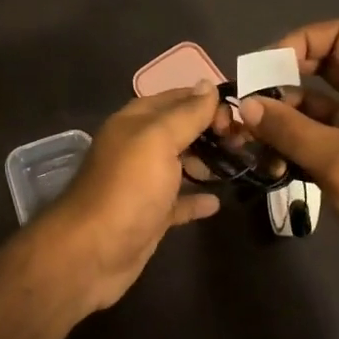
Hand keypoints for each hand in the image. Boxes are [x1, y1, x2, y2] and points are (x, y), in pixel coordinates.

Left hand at [46, 83, 223, 309]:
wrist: (92, 253)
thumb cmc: (128, 189)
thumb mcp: (158, 141)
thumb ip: (185, 113)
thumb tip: (207, 85)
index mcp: (136, 122)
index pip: (177, 99)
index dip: (207, 102)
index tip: (241, 115)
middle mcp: (138, 147)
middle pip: (181, 131)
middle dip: (212, 132)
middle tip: (246, 142)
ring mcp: (144, 183)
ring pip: (181, 165)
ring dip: (208, 163)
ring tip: (241, 166)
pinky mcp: (150, 215)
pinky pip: (178, 201)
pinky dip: (196, 199)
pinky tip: (217, 202)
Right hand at [237, 20, 338, 303]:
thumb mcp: (338, 160)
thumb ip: (288, 129)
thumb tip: (244, 104)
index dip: (302, 41)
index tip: (266, 66)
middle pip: (323, 69)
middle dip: (284, 79)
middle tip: (249, 96)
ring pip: (313, 106)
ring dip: (282, 115)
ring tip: (248, 132)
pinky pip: (313, 138)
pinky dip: (289, 143)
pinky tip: (265, 158)